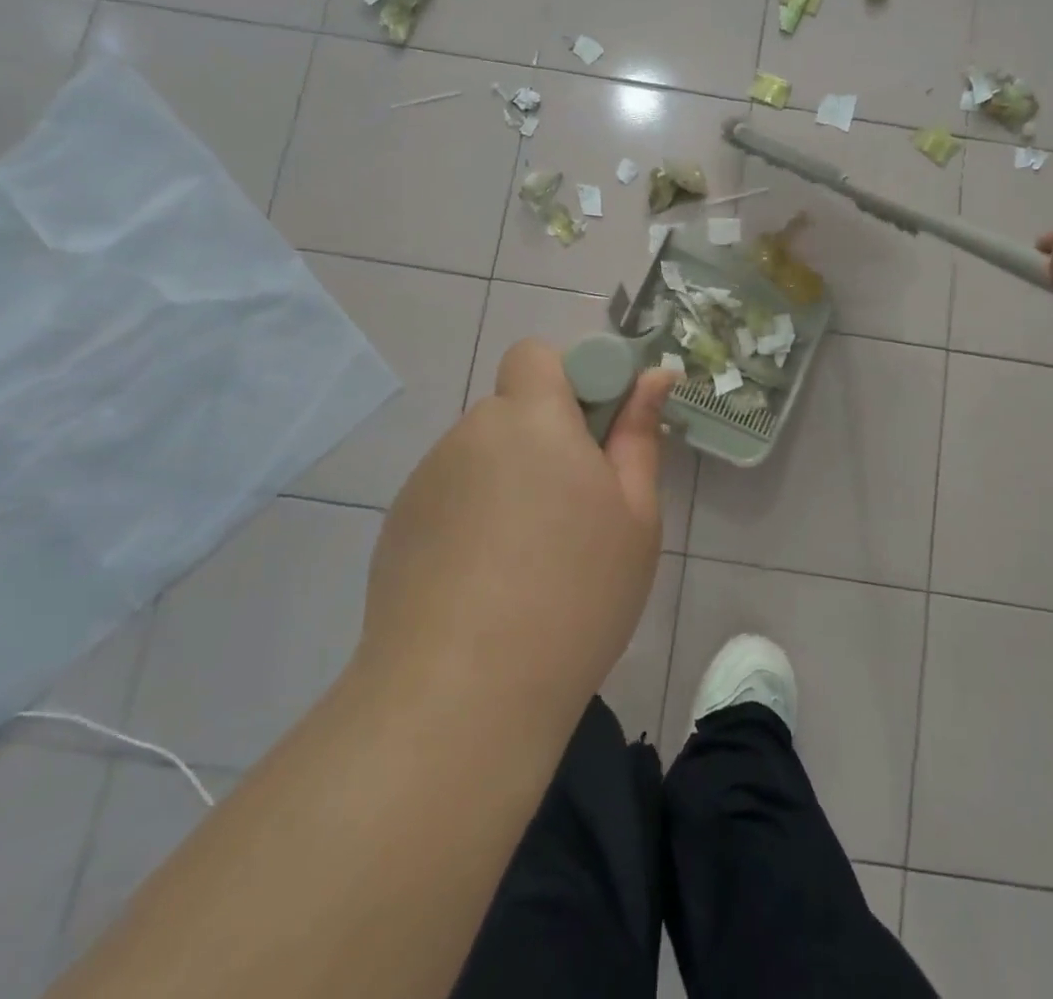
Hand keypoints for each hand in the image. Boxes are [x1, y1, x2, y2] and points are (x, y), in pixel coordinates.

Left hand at [353, 338, 677, 723]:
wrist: (461, 698)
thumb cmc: (574, 594)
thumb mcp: (634, 516)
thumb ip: (639, 435)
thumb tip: (654, 377)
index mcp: (530, 419)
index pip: (537, 355)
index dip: (570, 378)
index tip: (596, 433)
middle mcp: (470, 434)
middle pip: (513, 408)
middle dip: (546, 436)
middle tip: (576, 506)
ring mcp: (426, 481)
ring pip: (482, 454)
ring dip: (510, 478)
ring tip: (531, 558)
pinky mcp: (398, 526)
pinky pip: (451, 496)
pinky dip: (474, 515)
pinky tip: (487, 582)